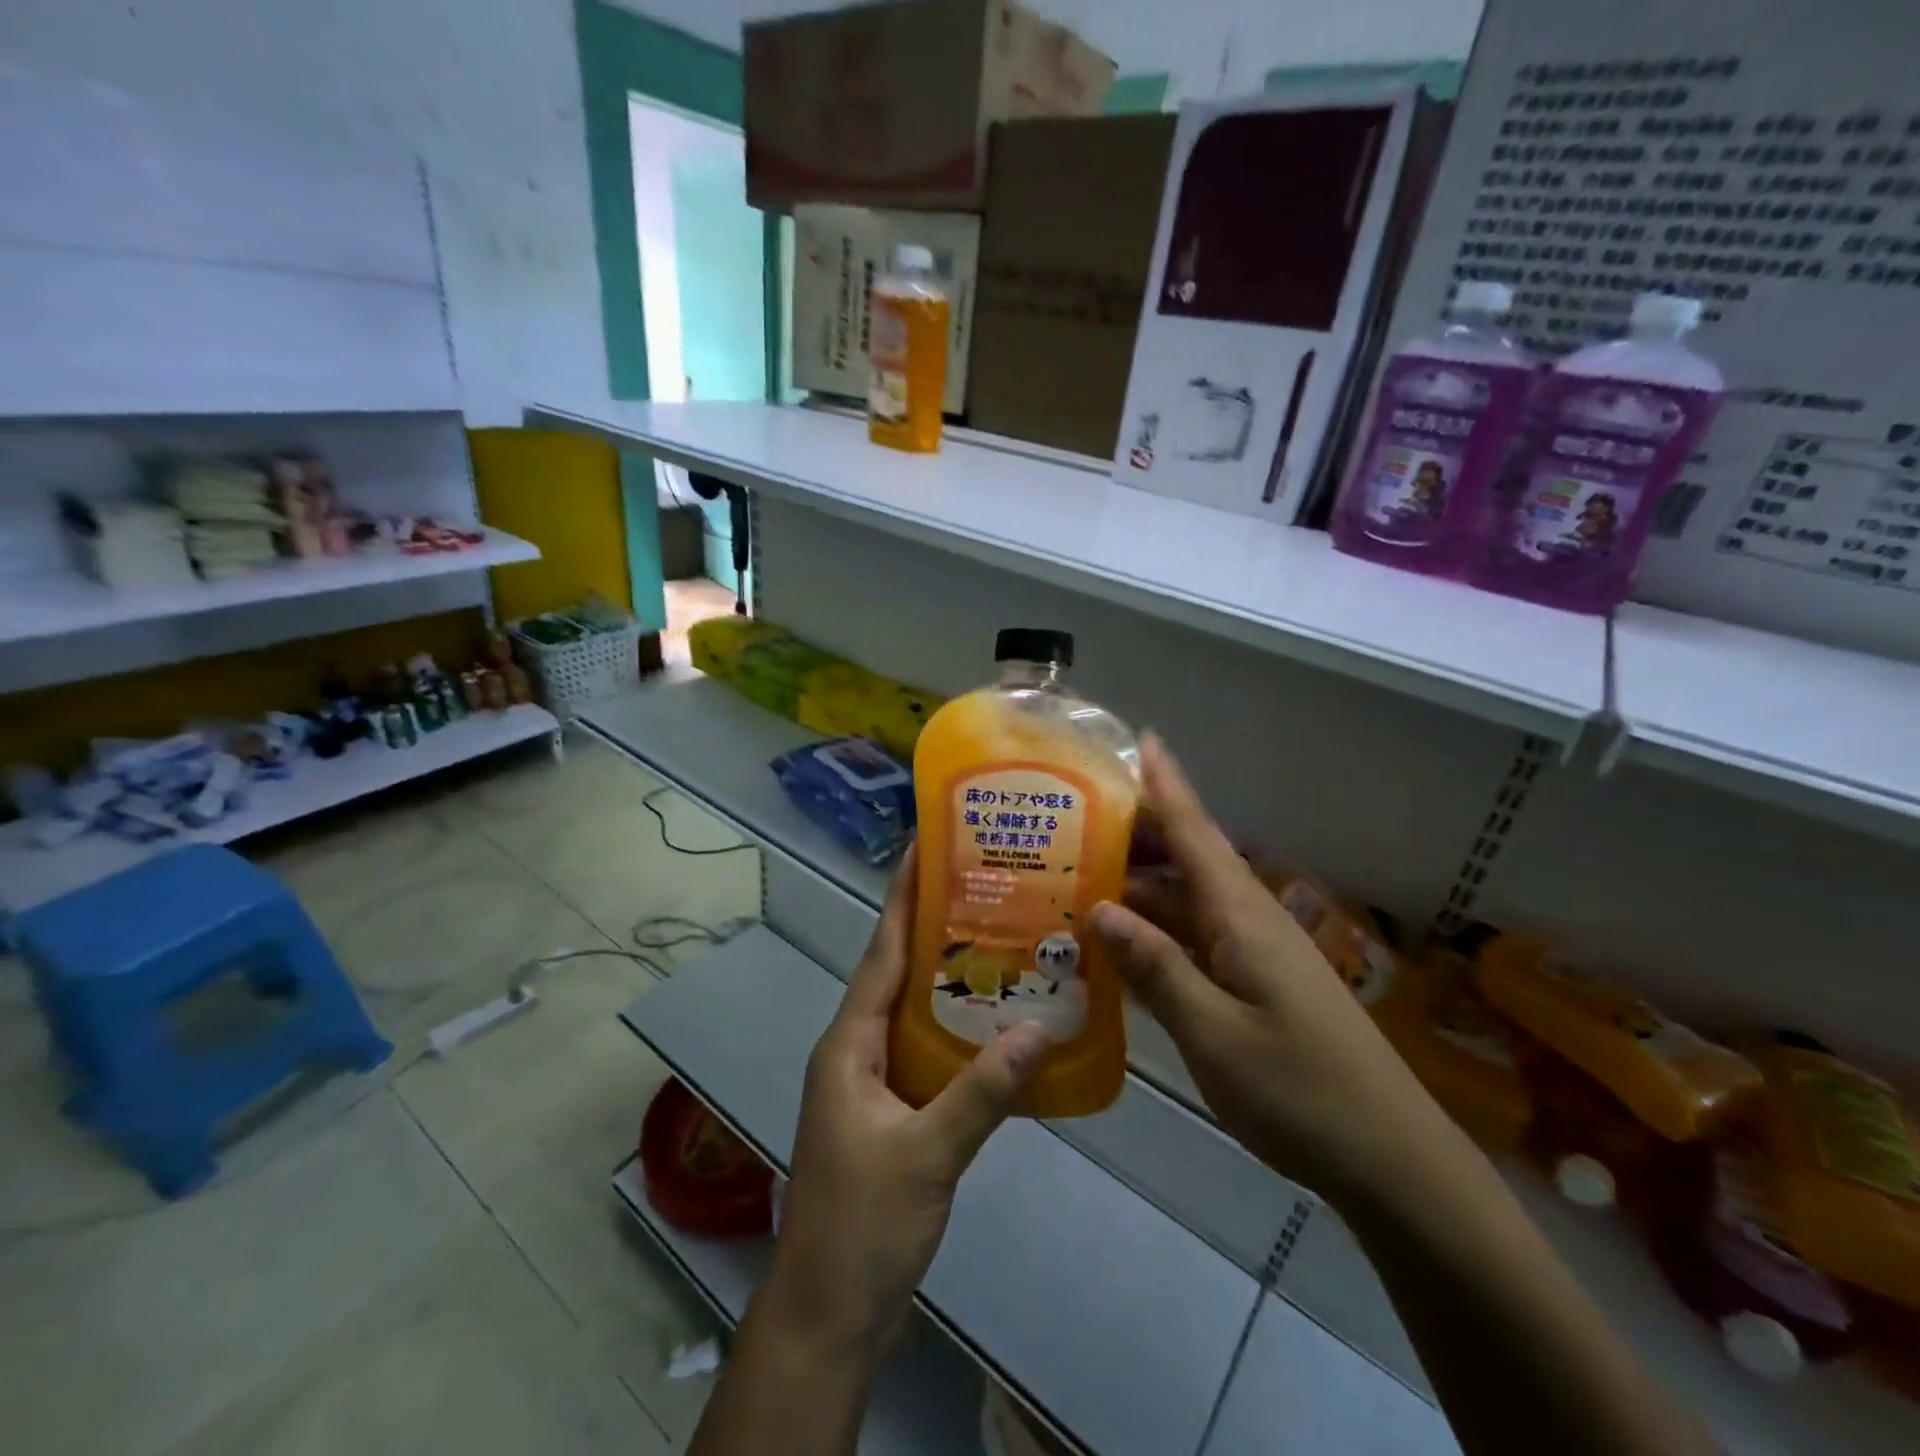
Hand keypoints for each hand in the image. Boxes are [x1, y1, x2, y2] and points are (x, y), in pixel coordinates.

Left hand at [768, 845, 1049, 1356]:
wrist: (829, 1314)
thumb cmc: (861, 1225)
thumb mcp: (926, 1155)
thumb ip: (982, 1092)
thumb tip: (1041, 1027)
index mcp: (849, 1042)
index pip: (881, 950)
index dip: (902, 897)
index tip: (926, 846)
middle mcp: (856, 1047)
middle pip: (898, 970)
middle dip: (934, 924)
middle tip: (987, 884)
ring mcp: (872, 1079)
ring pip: (914, 1008)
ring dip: (950, 974)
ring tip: (1002, 937)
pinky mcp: (891, 1108)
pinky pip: (926, 1047)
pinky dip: (957, 1026)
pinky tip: (998, 1021)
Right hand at [1090, 736, 1452, 1208]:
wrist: (1390, 1160)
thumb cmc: (1300, 1091)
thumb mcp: (1213, 1033)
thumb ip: (1155, 968)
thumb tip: (1101, 909)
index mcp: (1241, 916)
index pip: (1196, 831)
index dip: (1167, 784)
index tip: (1141, 738)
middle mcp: (1247, 921)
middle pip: (1185, 859)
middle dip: (1135, 833)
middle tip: (1072, 819)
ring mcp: (1253, 954)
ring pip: (1185, 902)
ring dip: (1138, 887)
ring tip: (1077, 878)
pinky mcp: (1254, 985)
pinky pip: (1193, 941)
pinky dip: (1154, 934)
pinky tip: (1118, 946)